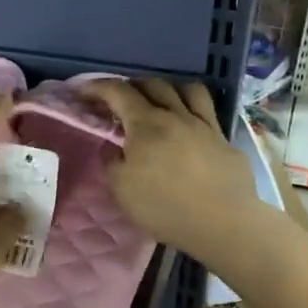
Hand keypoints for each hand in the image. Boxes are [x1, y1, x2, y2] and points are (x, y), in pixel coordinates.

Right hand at [86, 79, 268, 264]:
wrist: (223, 223)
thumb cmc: (164, 207)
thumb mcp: (121, 189)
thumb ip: (112, 162)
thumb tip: (114, 148)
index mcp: (146, 124)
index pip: (118, 92)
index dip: (97, 87)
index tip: (83, 92)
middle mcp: (176, 115)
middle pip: (152, 84)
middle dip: (131, 86)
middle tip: (119, 100)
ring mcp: (204, 125)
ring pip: (186, 89)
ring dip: (167, 89)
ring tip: (158, 101)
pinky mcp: (224, 139)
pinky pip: (207, 110)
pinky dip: (192, 108)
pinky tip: (187, 125)